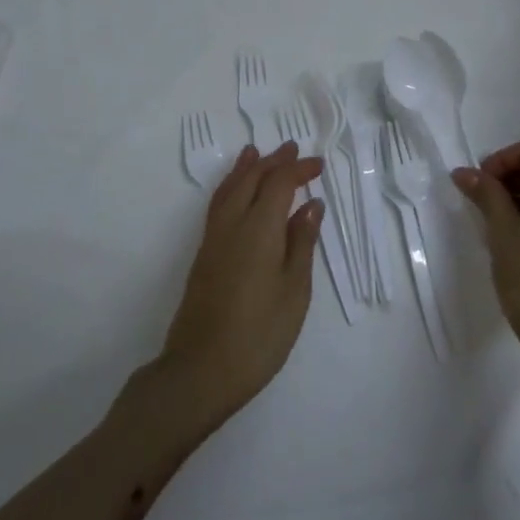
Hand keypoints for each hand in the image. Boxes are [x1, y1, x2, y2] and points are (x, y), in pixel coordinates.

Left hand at [159, 141, 323, 428]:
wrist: (201, 370)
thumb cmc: (260, 333)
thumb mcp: (294, 290)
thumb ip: (301, 243)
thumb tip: (310, 205)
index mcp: (259, 228)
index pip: (279, 184)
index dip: (298, 170)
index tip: (318, 165)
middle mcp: (232, 224)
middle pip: (251, 180)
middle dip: (272, 162)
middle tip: (291, 149)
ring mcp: (212, 239)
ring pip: (229, 190)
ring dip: (246, 169)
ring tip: (255, 153)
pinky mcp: (203, 255)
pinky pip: (218, 205)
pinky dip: (230, 187)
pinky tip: (235, 194)